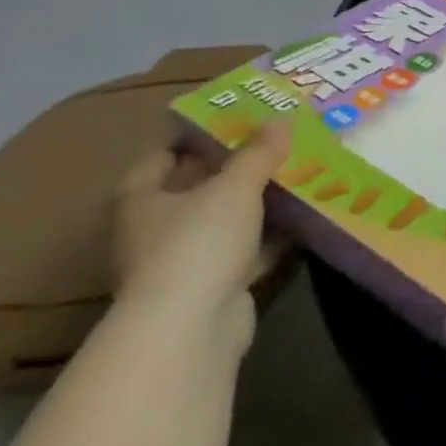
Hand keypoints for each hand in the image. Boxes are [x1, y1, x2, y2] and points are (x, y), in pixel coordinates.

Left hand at [112, 122, 291, 344]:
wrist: (190, 327)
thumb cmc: (197, 243)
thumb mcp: (235, 186)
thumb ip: (259, 152)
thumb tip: (281, 117)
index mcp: (141, 201)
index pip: (159, 158)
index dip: (190, 138)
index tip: (231, 121)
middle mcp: (154, 231)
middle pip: (195, 190)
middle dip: (233, 170)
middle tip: (276, 144)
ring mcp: (183, 263)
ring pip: (225, 223)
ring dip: (256, 206)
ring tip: (299, 177)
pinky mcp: (213, 288)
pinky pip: (246, 252)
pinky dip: (271, 238)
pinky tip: (304, 221)